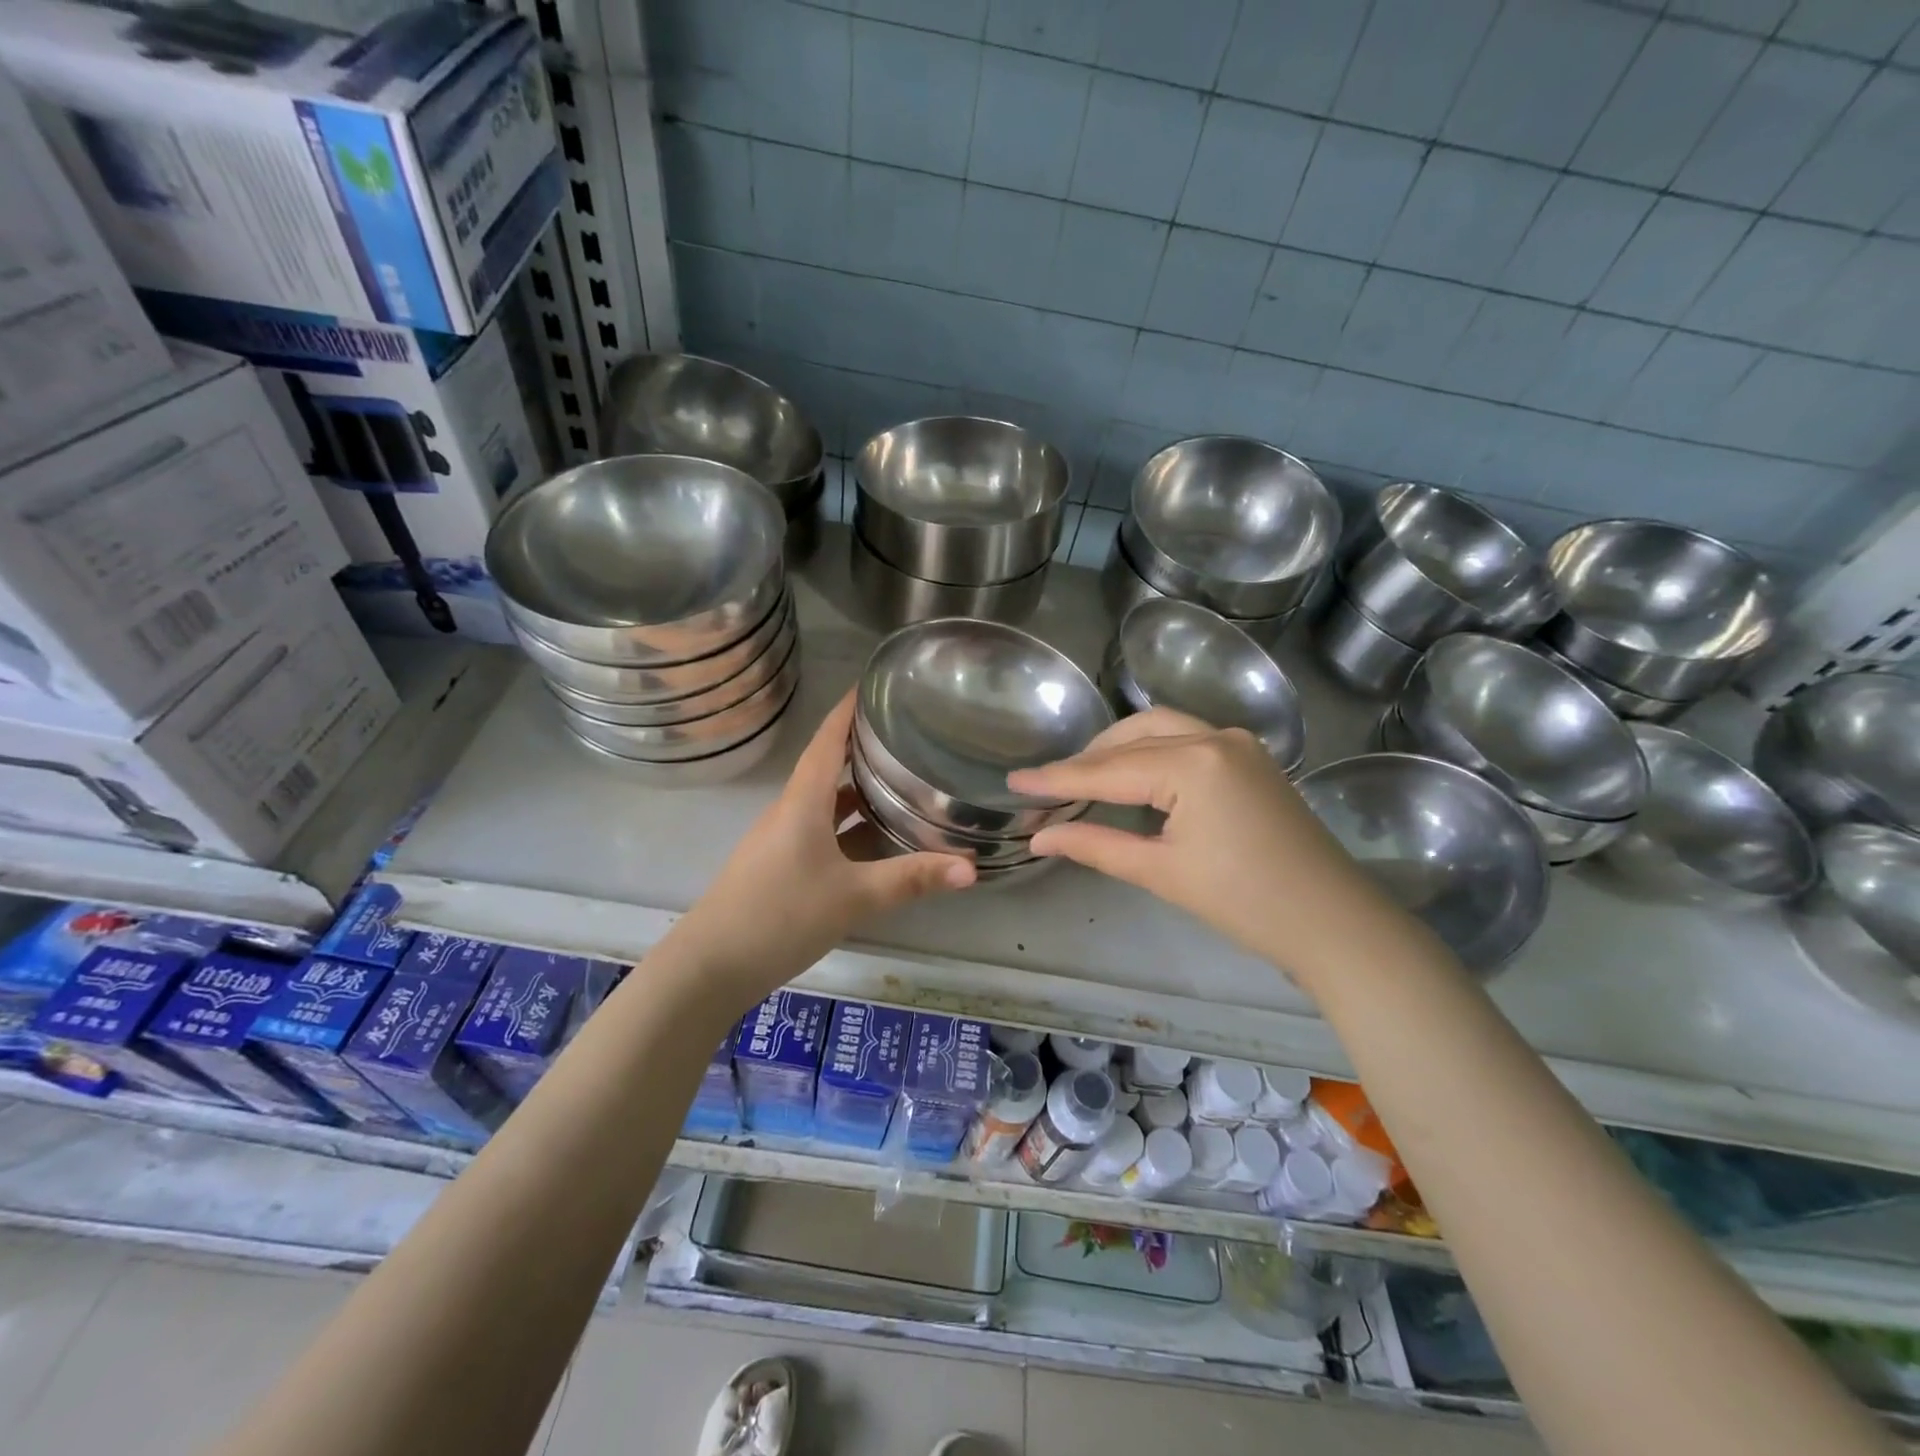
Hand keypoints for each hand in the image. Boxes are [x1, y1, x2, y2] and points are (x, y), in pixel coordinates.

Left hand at [665, 692, 974, 1003]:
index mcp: (803, 801)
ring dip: (858, 786)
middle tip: (907, 730)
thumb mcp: (854, 897)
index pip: (828, 739)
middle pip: (828, 764)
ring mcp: (783, 838)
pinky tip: (876, 835)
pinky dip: (849, 822)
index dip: (849, 709)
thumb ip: (912, 879)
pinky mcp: (782, 864)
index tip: (877, 684)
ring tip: (901, 777)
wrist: (711, 967)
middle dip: (862, 744)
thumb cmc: (781, 916)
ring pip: (826, 800)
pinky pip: (822, 828)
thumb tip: (972, 868)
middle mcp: (791, 810)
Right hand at [1007, 708, 1401, 992]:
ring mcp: (1238, 743)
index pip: (1107, 769)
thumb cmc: (1245, 902)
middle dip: (1088, 759)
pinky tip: (1133, 774)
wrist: (1333, 922)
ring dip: (1119, 748)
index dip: (1056, 778)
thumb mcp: (1161, 872)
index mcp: (1192, 763)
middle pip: (1132, 737)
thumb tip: (1039, 839)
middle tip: (1048, 786)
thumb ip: (1095, 845)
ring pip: (1160, 729)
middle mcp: (1214, 737)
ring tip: (1084, 776)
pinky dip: (1151, 751)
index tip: (1013, 781)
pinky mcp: (1251, 757)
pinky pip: (1187, 739)